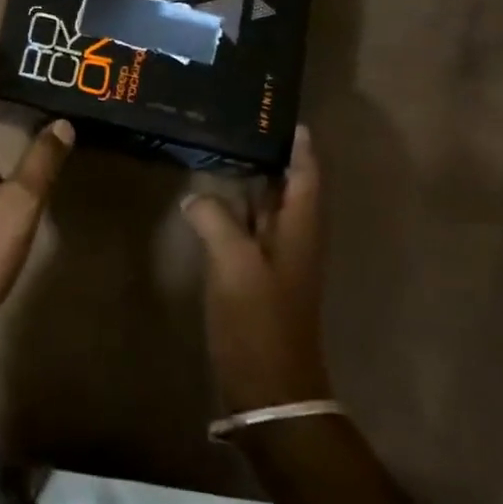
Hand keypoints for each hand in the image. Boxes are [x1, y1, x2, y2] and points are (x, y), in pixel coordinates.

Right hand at [182, 127, 331, 413]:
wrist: (269, 390)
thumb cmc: (259, 321)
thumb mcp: (233, 263)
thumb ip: (214, 219)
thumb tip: (196, 197)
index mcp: (300, 228)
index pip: (305, 172)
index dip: (298, 143)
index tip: (279, 113)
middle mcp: (294, 237)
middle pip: (286, 185)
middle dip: (267, 153)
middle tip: (237, 121)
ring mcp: (276, 259)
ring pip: (264, 207)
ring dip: (247, 180)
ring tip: (218, 148)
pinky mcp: (257, 278)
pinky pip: (247, 230)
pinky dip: (232, 210)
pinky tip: (206, 200)